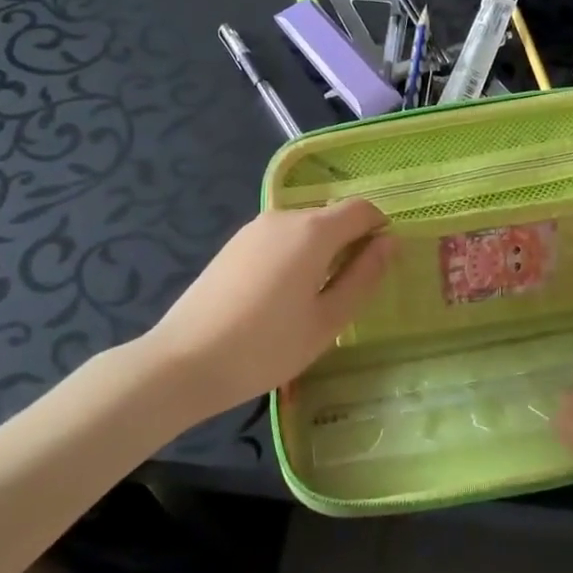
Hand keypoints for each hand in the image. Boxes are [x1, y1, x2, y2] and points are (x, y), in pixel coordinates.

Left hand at [147, 200, 394, 416]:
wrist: (182, 362)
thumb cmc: (266, 347)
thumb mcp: (327, 320)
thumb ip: (363, 277)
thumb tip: (390, 243)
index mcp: (313, 231)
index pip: (361, 209)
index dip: (379, 230)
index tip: (379, 267)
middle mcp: (284, 217)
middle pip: (332, 217)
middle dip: (350, 243)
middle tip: (348, 293)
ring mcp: (254, 229)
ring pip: (305, 229)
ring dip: (321, 252)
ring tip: (313, 301)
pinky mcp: (234, 245)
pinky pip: (280, 239)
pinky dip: (294, 256)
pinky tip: (280, 298)